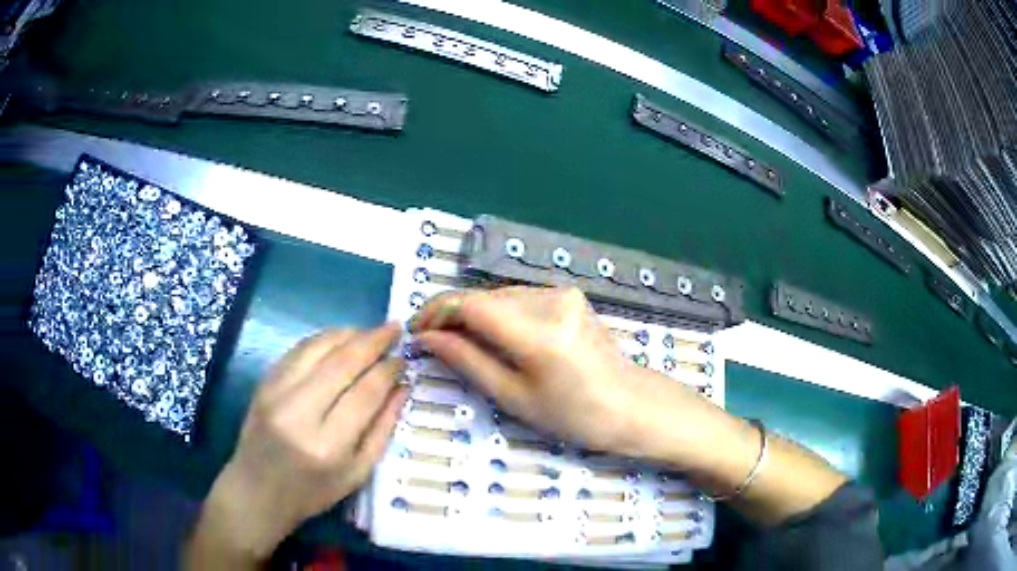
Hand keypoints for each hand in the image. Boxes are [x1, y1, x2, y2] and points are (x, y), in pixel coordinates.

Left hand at [188, 324, 407, 565]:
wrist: (257, 490)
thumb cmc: (312, 491)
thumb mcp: (357, 473)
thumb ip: (383, 429)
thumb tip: (403, 387)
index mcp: (328, 445)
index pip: (365, 393)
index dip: (388, 370)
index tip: (403, 360)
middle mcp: (299, 413)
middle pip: (342, 362)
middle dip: (373, 340)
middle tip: (394, 329)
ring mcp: (276, 393)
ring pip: (318, 347)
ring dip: (348, 333)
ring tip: (370, 332)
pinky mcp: (263, 382)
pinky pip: (297, 350)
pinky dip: (323, 339)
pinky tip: (340, 339)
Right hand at [411, 287, 849, 525]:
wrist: (633, 407)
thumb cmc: (575, 416)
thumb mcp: (515, 397)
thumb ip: (468, 361)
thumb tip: (429, 338)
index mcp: (537, 332)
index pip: (470, 305)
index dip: (436, 313)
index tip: (416, 331)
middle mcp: (550, 300)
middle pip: (483, 297)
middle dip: (453, 315)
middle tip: (434, 343)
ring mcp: (563, 294)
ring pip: (500, 296)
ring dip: (475, 315)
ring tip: (461, 344)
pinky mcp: (570, 296)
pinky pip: (520, 299)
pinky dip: (500, 314)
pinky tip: (495, 338)